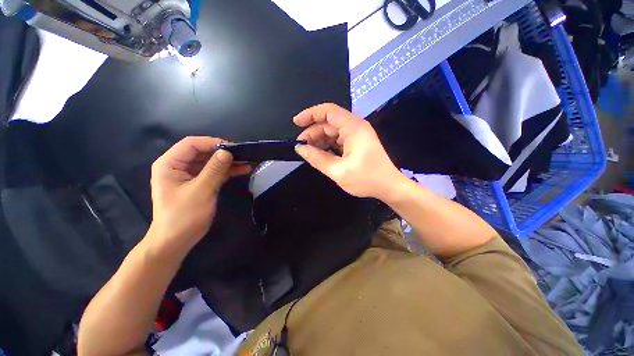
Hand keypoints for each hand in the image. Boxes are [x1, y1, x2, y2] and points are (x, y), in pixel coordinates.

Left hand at [148, 137, 251, 255]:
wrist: (176, 241)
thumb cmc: (184, 216)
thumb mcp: (201, 191)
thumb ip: (214, 170)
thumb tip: (227, 152)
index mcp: (170, 164)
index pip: (191, 144)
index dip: (212, 143)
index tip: (233, 148)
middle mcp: (179, 166)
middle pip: (203, 152)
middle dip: (223, 153)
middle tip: (243, 154)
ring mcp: (189, 175)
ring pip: (211, 162)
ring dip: (228, 162)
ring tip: (247, 161)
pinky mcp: (199, 183)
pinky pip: (214, 172)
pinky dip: (227, 171)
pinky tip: (242, 170)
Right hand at [294, 103, 403, 198]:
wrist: (389, 187)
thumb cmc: (366, 179)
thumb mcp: (338, 171)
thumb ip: (317, 159)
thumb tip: (300, 148)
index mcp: (354, 128)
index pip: (329, 111)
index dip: (310, 114)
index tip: (296, 123)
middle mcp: (356, 127)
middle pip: (329, 123)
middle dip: (313, 132)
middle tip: (301, 146)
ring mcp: (357, 135)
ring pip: (333, 131)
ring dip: (319, 139)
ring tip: (308, 151)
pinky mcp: (357, 143)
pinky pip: (338, 140)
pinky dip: (328, 145)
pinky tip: (320, 153)